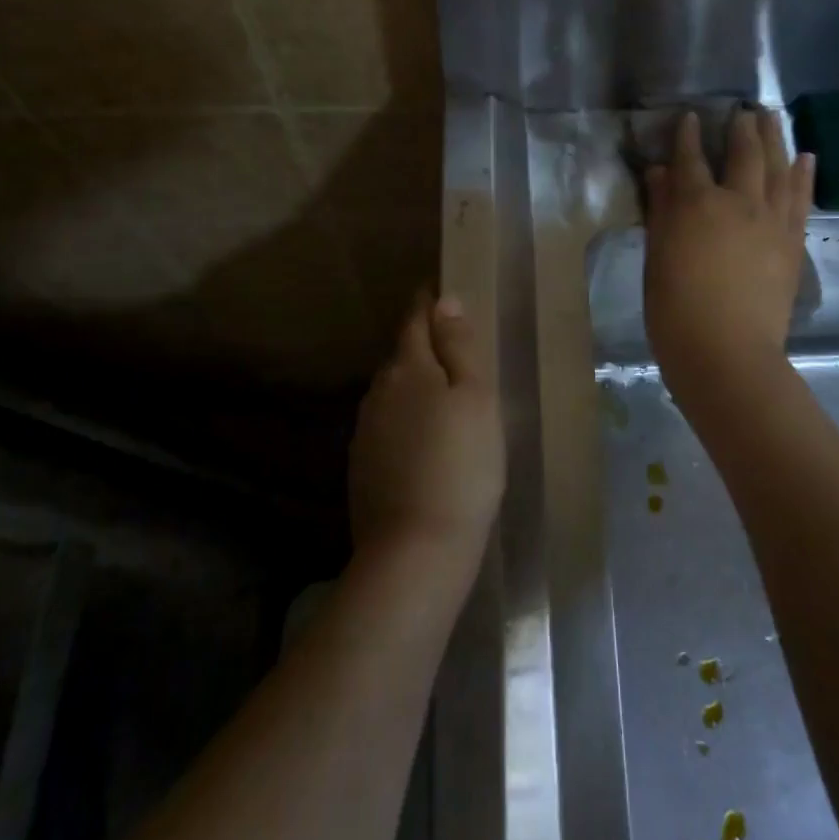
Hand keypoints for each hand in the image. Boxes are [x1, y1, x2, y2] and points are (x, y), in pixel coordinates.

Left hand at [350, 294, 504, 571]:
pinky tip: (421, 440)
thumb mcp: (476, 398)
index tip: (435, 289)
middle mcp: (378, 392)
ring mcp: (365, 431)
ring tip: (440, 395)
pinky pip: (386, 426)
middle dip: (421, 346)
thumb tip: (444, 300)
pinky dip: (404, 421)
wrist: (416, 549)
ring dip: (412, 386)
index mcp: (408, 368)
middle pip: (401, 357)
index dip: (426, 304)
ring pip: (391, 393)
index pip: (414, 321)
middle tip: (450, 347)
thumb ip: (459, 346)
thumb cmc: (462, 465)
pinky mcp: (362, 466)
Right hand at [644, 108, 814, 392]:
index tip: (689, 117)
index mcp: (696, 204)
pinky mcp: (792, 241)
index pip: (690, 158)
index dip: (688, 135)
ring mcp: (771, 220)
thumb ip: (660, 211)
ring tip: (773, 116)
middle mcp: (738, 201)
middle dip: (741, 127)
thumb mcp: (657, 258)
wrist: (728, 353)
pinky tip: (805, 157)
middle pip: (743, 153)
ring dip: (775, 138)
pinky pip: (800, 198)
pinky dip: (803, 174)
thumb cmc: (675, 310)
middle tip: (743, 108)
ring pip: (777, 166)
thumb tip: (660, 173)